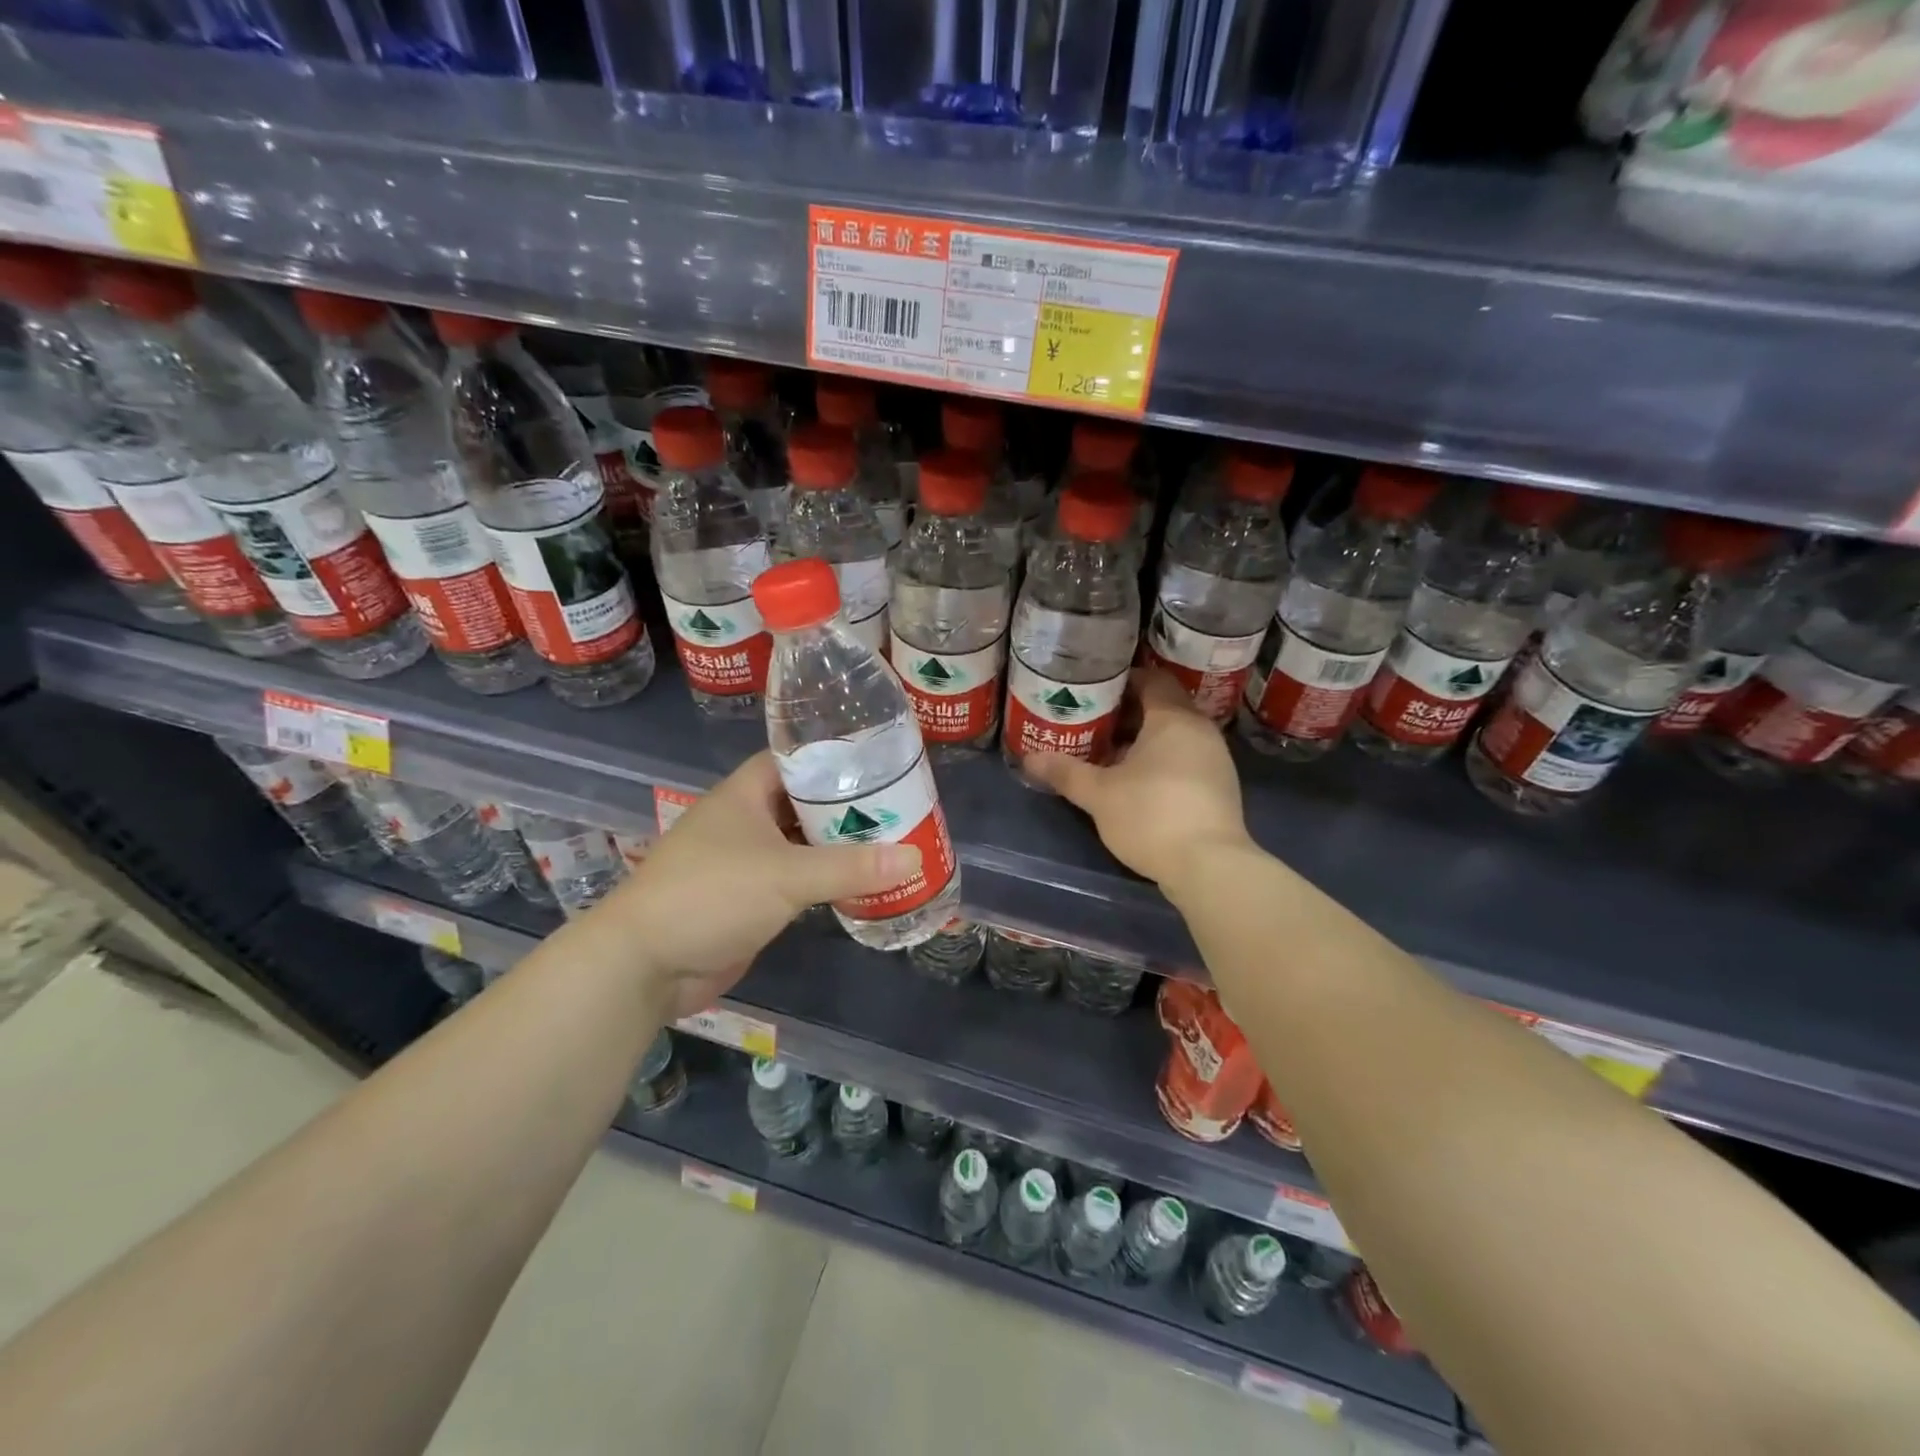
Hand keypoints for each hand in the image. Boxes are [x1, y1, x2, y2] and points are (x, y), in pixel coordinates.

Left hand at [597, 752, 921, 1019]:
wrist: (645, 965)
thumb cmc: (712, 896)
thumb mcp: (786, 875)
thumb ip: (851, 867)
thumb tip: (915, 857)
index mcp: (744, 795)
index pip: (793, 759)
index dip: (832, 756)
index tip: (877, 760)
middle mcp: (744, 821)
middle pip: (802, 802)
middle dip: (845, 805)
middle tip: (898, 805)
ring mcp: (744, 862)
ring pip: (799, 843)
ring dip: (836, 845)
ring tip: (890, 839)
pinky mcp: (748, 899)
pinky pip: (794, 880)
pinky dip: (823, 879)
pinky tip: (859, 882)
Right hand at [1023, 668, 1253, 891]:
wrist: (1209, 867)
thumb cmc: (1151, 816)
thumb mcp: (1098, 794)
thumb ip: (1065, 772)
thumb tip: (1029, 757)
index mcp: (1173, 718)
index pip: (1151, 678)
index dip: (1121, 680)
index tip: (1092, 692)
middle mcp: (1200, 729)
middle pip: (1163, 705)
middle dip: (1128, 712)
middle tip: (1093, 721)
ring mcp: (1215, 758)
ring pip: (1175, 733)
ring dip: (1144, 738)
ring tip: (1109, 752)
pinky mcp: (1220, 785)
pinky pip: (1186, 756)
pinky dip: (1162, 759)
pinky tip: (1137, 781)